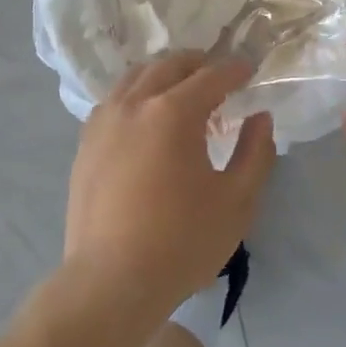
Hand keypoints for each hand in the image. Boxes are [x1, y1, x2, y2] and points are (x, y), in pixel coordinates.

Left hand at [64, 53, 275, 322]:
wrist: (111, 281)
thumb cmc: (182, 242)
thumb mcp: (237, 200)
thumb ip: (256, 152)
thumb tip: (260, 118)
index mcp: (173, 112)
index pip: (211, 76)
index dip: (235, 70)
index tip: (250, 70)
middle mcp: (134, 104)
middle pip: (169, 66)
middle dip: (198, 64)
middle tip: (219, 76)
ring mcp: (104, 122)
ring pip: (136, 77)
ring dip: (164, 74)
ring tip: (182, 91)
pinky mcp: (85, 143)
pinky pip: (114, 101)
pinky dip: (136, 95)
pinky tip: (145, 117)